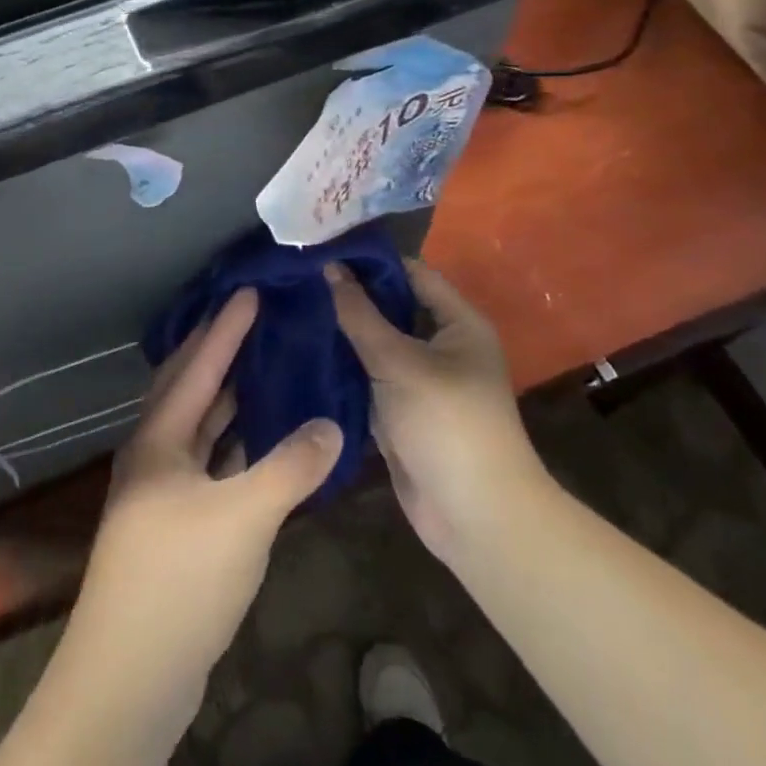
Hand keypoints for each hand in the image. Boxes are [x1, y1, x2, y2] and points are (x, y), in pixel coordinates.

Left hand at [68, 289, 343, 709]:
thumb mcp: (242, 518)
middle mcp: (154, 455)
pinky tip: (262, 440)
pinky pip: (211, 463)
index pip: (198, 367)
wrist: (128, 679)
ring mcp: (162, 493)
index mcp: (158, 439)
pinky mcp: (176, 527)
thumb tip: (331, 424)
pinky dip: (235, 444)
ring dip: (229, 398)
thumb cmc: (178, 581)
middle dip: (219, 352)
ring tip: (264, 366)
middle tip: (254, 318)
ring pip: (200, 428)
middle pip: (190, 389)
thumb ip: (289, 468)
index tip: (249, 291)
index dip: (225, 329)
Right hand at [327, 261, 549, 568]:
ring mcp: (420, 382)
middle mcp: (442, 346)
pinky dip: (342, 369)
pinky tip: (301, 354)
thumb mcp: (400, 362)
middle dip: (349, 297)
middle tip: (297, 279)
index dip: (370, 261)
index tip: (323, 248)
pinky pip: (368, 380)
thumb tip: (329, 268)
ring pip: (375, 346)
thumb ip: (361, 315)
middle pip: (391, 309)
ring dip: (342, 334)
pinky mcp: (401, 413)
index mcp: (458, 323)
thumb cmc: (447, 423)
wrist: (475, 517)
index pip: (411, 273)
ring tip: (290, 309)